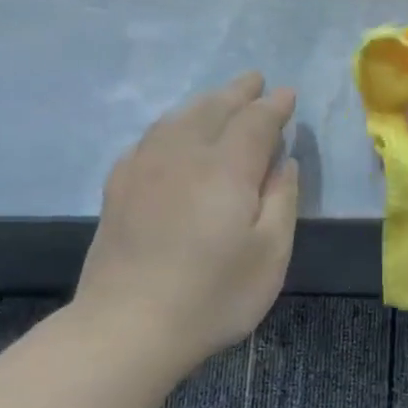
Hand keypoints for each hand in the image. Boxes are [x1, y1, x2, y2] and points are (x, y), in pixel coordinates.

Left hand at [75, 73, 298, 365]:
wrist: (128, 326)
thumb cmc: (214, 295)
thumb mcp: (270, 254)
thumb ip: (282, 200)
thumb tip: (284, 161)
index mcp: (226, 168)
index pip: (255, 121)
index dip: (275, 106)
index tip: (288, 95)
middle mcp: (183, 154)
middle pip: (213, 108)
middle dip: (239, 92)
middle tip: (256, 81)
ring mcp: (144, 167)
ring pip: (178, 117)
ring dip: (204, 102)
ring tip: (220, 99)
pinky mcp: (119, 187)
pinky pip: (150, 137)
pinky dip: (172, 124)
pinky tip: (173, 134)